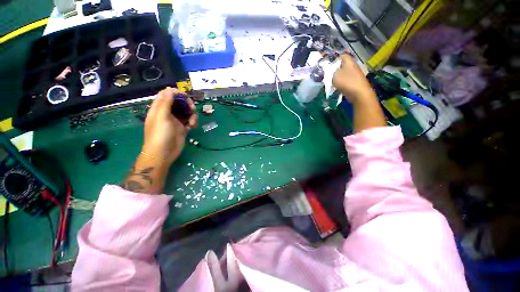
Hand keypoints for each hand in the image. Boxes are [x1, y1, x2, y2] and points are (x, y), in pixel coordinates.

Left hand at [142, 87, 196, 165]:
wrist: (163, 154)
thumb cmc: (160, 135)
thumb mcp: (161, 117)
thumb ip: (166, 103)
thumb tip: (170, 89)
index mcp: (159, 108)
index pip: (167, 95)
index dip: (176, 93)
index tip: (185, 96)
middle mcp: (167, 113)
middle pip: (179, 103)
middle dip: (187, 104)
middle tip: (192, 109)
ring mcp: (175, 121)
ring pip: (186, 112)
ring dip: (192, 114)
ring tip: (193, 122)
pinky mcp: (182, 128)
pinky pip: (189, 121)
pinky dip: (193, 122)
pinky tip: (192, 126)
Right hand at [332, 54, 374, 102]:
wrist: (359, 94)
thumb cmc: (347, 82)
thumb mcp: (335, 76)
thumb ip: (330, 73)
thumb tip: (329, 72)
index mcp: (349, 63)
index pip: (343, 56)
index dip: (335, 59)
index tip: (329, 65)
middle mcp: (353, 67)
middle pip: (343, 66)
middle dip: (335, 70)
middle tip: (328, 75)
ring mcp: (355, 75)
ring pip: (344, 74)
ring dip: (337, 78)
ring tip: (331, 83)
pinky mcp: (355, 83)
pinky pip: (346, 81)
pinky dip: (341, 84)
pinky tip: (337, 88)